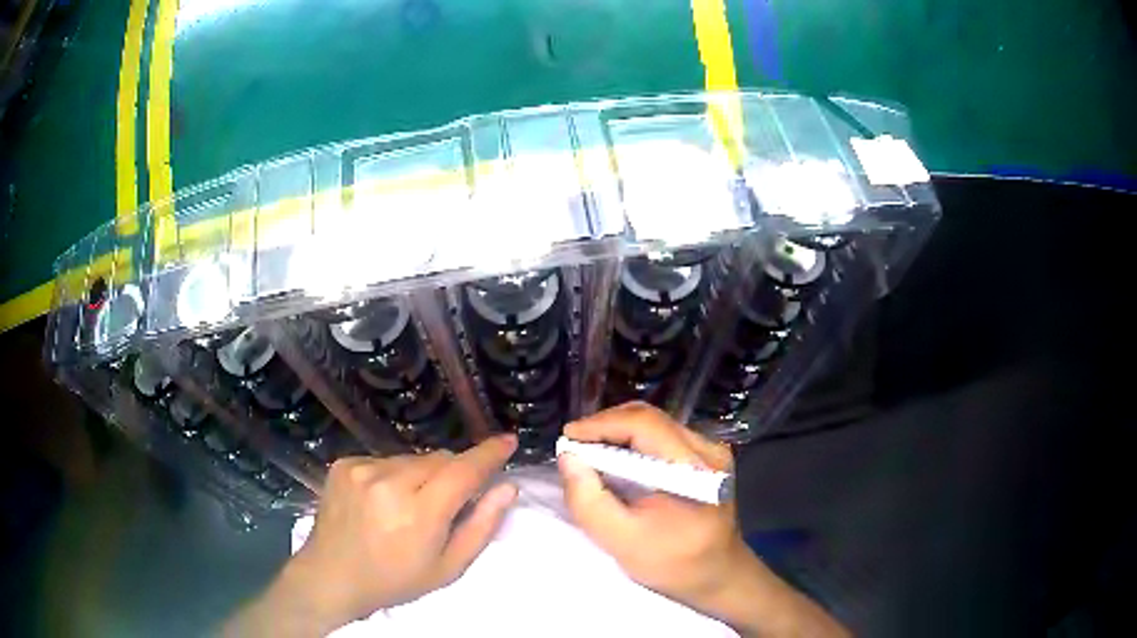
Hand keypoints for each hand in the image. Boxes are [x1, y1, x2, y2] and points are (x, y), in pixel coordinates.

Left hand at [225, 434, 517, 635]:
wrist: (332, 576)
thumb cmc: (396, 580)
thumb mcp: (448, 568)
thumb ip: (482, 526)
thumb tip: (508, 488)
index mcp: (419, 513)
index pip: (464, 471)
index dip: (489, 454)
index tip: (508, 440)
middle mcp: (389, 482)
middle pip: (439, 460)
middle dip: (453, 474)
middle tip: (447, 503)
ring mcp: (362, 469)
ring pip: (412, 459)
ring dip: (422, 475)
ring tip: (409, 506)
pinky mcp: (344, 464)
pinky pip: (385, 459)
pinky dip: (393, 475)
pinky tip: (382, 500)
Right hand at [557, 402, 745, 605]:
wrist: (717, 575)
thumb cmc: (672, 563)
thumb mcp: (622, 541)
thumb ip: (589, 501)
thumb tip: (568, 457)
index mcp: (694, 470)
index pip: (645, 425)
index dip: (601, 424)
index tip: (567, 437)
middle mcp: (708, 449)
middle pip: (650, 419)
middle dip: (607, 426)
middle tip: (575, 446)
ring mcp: (711, 451)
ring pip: (656, 425)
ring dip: (619, 433)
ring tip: (590, 452)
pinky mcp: (708, 458)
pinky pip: (664, 437)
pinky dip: (634, 443)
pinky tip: (618, 461)